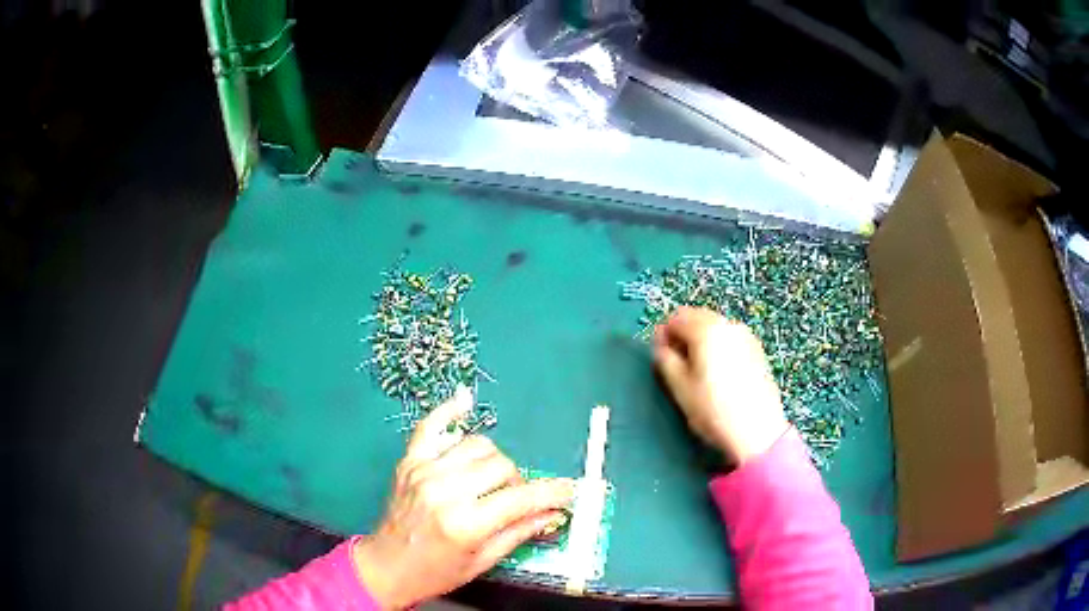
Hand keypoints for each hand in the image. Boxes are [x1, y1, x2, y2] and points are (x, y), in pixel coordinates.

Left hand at [352, 388, 575, 609]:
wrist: (387, 565)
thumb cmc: (437, 571)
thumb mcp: (483, 560)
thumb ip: (519, 532)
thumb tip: (554, 513)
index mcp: (465, 523)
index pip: (521, 497)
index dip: (551, 493)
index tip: (569, 491)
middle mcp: (445, 490)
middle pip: (502, 465)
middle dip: (519, 481)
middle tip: (516, 499)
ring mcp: (424, 471)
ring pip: (478, 446)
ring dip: (494, 461)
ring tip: (491, 482)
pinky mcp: (409, 461)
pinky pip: (431, 426)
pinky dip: (449, 411)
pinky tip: (465, 400)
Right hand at [653, 307, 788, 465]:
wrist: (757, 430)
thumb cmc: (713, 409)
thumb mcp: (679, 387)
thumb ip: (665, 359)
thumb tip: (662, 346)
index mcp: (706, 329)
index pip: (675, 317)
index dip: (663, 335)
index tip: (661, 357)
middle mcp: (728, 324)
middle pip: (697, 317)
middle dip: (683, 335)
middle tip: (677, 364)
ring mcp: (746, 335)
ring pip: (715, 327)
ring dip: (701, 340)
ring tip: (698, 371)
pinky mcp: (757, 349)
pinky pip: (730, 338)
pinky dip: (718, 347)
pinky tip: (719, 374)